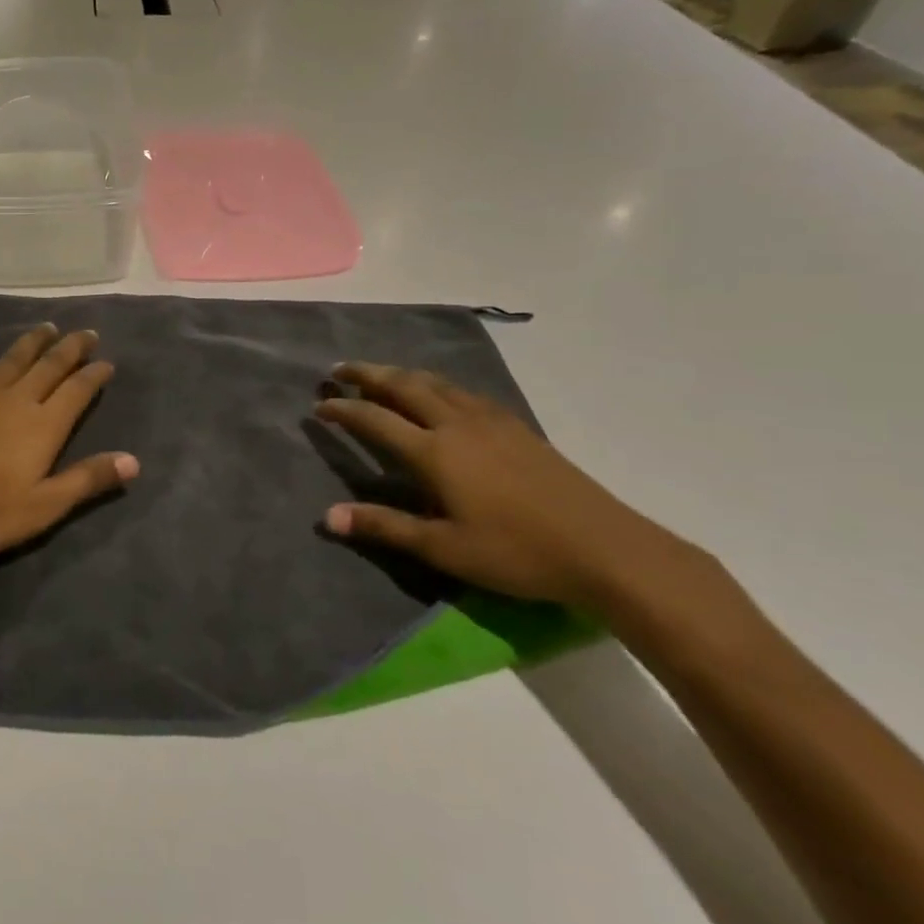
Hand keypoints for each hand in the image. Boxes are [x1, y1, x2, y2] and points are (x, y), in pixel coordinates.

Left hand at [0, 325, 138, 569]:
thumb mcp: (45, 506)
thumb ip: (88, 479)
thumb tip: (133, 461)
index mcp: (44, 425)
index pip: (77, 389)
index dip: (94, 373)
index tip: (107, 362)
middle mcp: (17, 401)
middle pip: (49, 365)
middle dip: (70, 347)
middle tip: (86, 333)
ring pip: (13, 360)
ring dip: (32, 342)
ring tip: (47, 328)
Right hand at [315, 363, 686, 609]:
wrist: (604, 547)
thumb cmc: (516, 552)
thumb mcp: (443, 548)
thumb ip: (384, 527)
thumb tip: (327, 517)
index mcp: (434, 452)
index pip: (375, 420)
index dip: (343, 410)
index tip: (319, 406)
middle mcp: (457, 424)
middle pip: (404, 386)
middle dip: (367, 374)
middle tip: (339, 370)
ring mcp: (490, 421)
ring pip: (436, 383)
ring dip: (401, 374)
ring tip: (381, 374)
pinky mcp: (516, 426)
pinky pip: (463, 392)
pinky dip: (436, 384)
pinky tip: (440, 394)